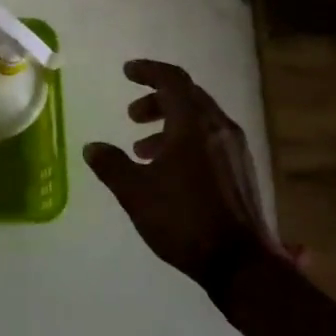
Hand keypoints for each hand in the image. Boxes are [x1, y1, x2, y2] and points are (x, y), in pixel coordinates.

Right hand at [83, 59, 284, 299]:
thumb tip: (92, 147)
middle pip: (188, 96)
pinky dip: (187, 140)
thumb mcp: (136, 193)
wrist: (241, 264)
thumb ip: (112, 165)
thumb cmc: (185, 220)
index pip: (172, 80)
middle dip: (156, 99)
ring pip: (200, 118)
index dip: (148, 71)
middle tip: (131, 116)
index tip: (127, 72)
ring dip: (170, 123)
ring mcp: (236, 149)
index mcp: (193, 124)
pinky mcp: (243, 170)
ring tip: (144, 149)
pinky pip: (211, 138)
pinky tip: (171, 170)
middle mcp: (219, 128)